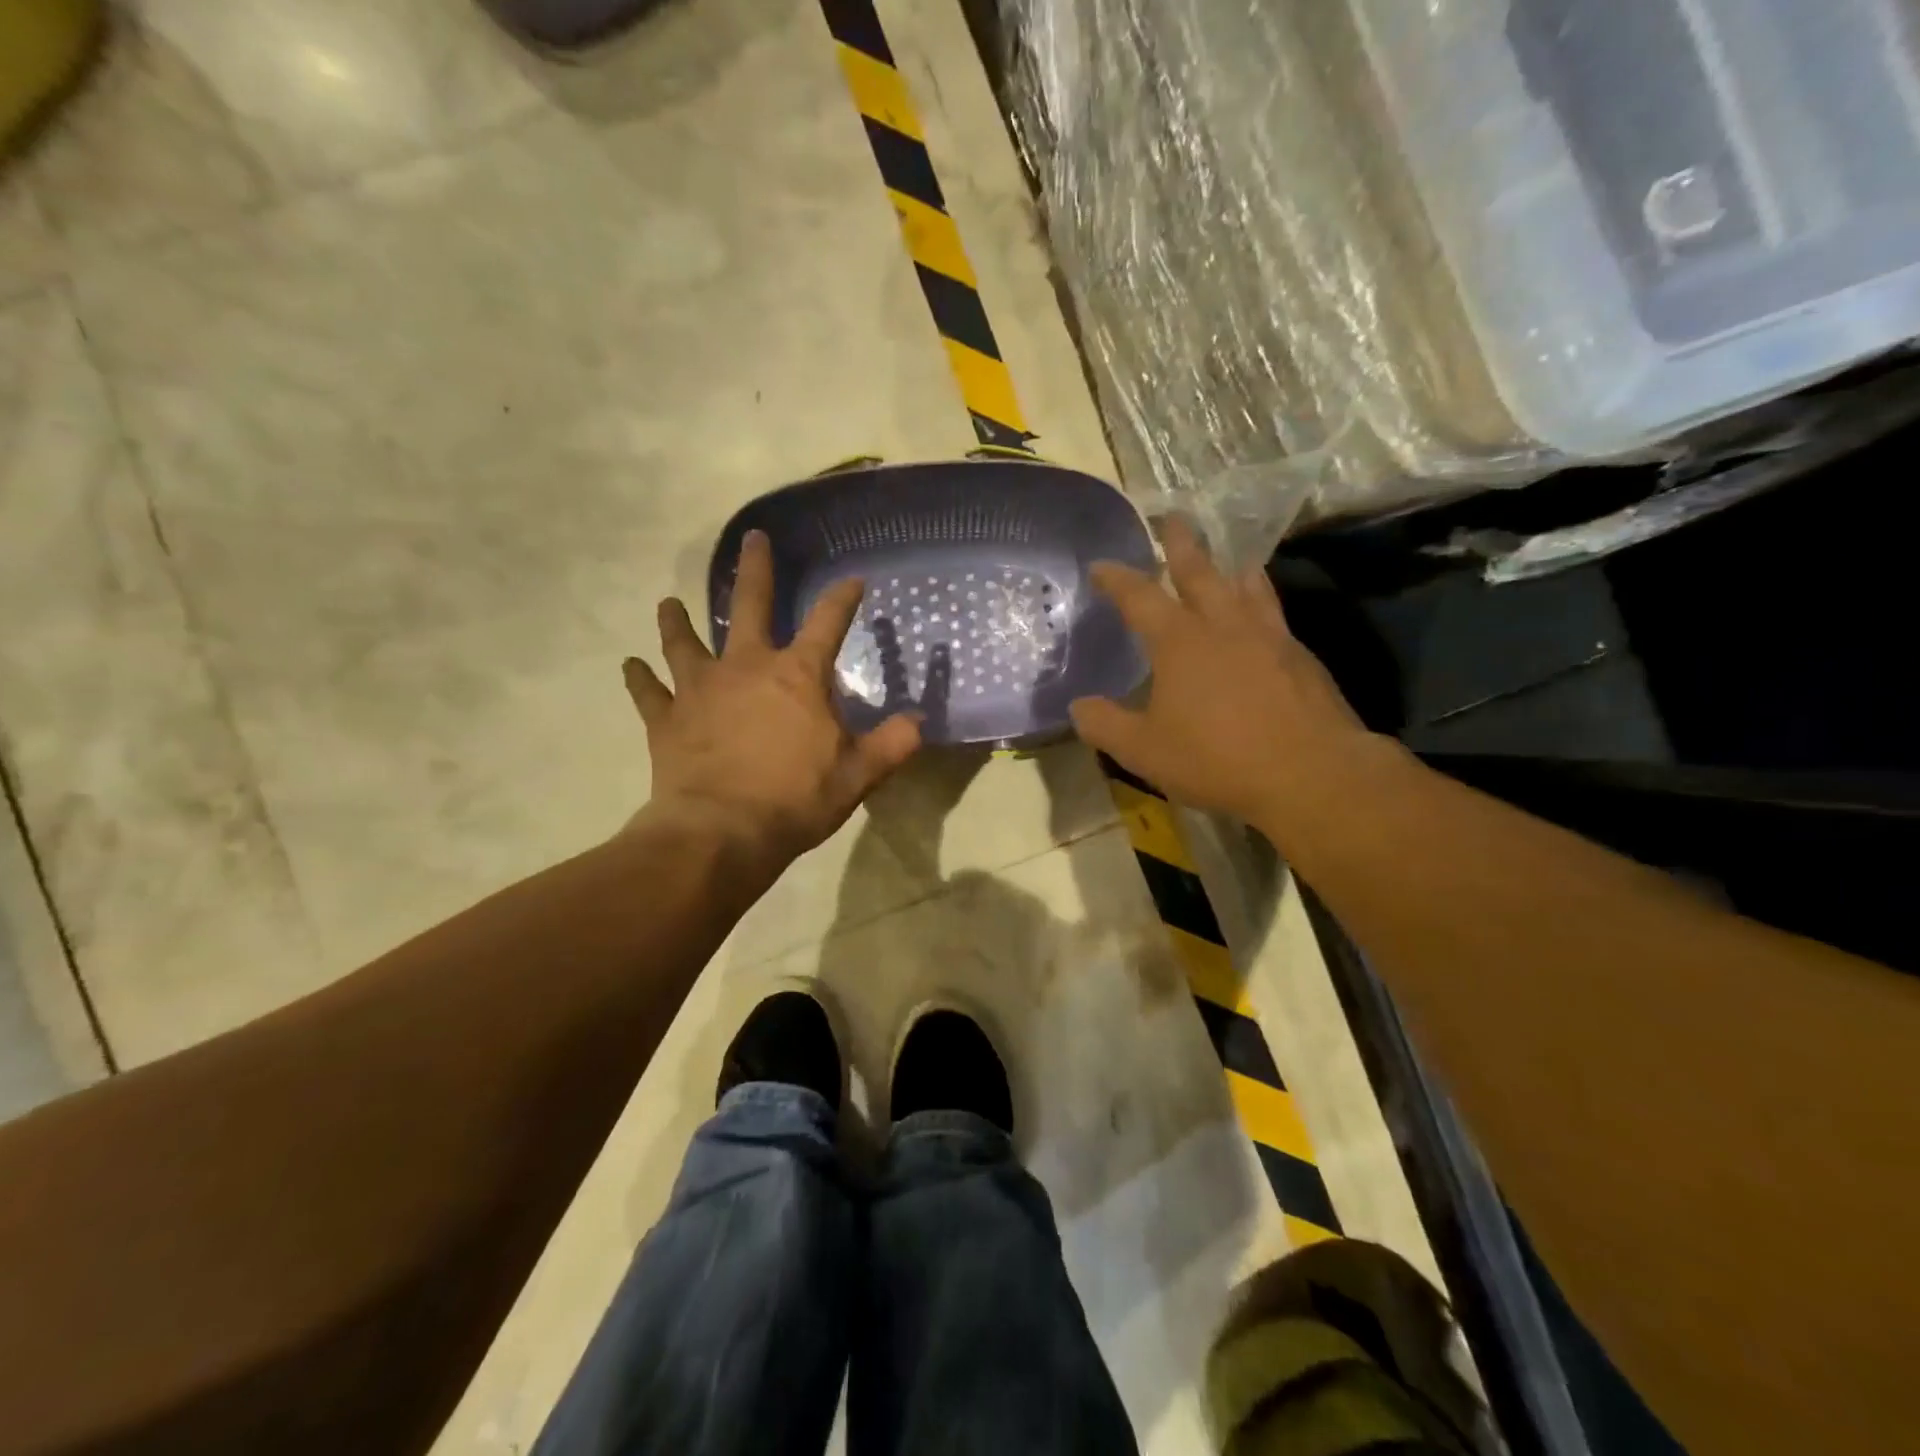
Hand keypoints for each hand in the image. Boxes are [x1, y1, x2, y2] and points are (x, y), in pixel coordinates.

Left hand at [624, 530, 921, 868]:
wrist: (722, 834)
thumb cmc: (795, 800)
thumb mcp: (857, 775)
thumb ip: (891, 744)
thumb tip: (919, 722)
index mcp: (797, 676)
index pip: (828, 623)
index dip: (843, 598)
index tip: (853, 579)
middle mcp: (745, 667)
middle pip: (749, 606)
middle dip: (755, 570)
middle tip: (751, 539)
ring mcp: (700, 689)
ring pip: (684, 641)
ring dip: (677, 621)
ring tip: (669, 603)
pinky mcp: (666, 719)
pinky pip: (648, 691)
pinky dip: (639, 678)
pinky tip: (630, 666)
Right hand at [1069, 518, 1381, 829]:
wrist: (1310, 773)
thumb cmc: (1217, 759)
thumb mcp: (1144, 751)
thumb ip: (1105, 725)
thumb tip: (1078, 706)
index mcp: (1180, 641)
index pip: (1139, 597)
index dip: (1117, 579)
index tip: (1101, 565)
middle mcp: (1223, 625)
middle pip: (1199, 571)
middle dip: (1181, 544)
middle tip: (1173, 518)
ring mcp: (1268, 637)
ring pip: (1246, 586)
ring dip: (1229, 567)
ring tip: (1228, 558)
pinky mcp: (1300, 656)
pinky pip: (1273, 613)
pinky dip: (1261, 600)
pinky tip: (1262, 615)